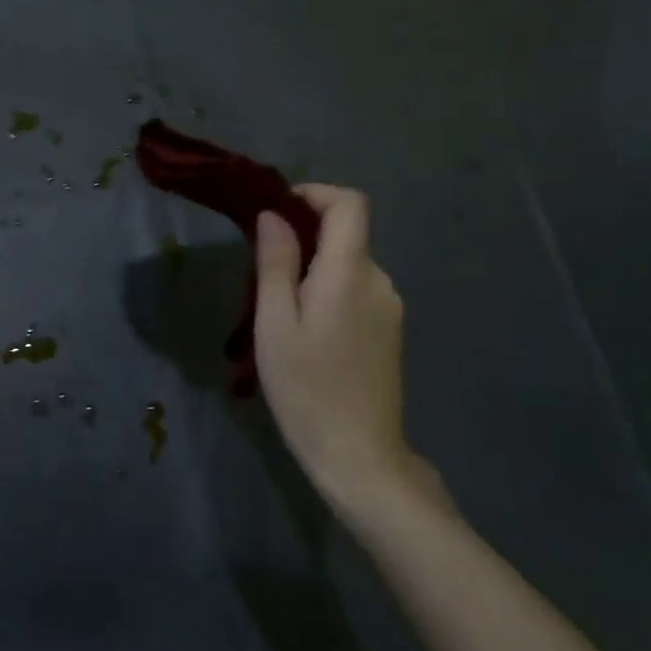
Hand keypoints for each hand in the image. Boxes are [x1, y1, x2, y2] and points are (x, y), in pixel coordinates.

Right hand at [254, 185, 439, 518]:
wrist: (359, 456)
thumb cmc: (306, 388)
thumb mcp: (275, 323)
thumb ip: (276, 263)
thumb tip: (274, 215)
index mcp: (349, 273)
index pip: (349, 204)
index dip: (314, 194)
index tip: (276, 213)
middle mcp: (378, 281)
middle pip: (345, 235)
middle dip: (302, 239)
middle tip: (261, 275)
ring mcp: (389, 308)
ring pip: (347, 265)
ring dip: (312, 270)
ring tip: (278, 313)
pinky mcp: (389, 331)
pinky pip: (355, 291)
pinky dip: (327, 291)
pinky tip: (305, 333)